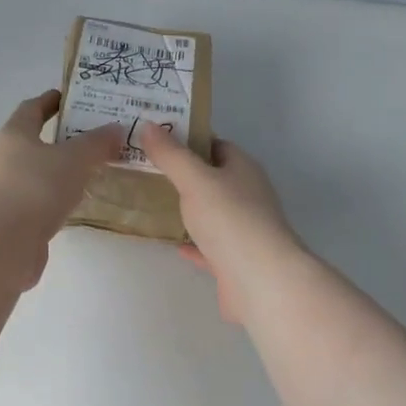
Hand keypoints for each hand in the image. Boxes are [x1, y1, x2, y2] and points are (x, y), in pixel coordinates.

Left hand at [0, 92, 122, 281]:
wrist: (2, 242)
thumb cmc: (36, 186)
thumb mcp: (74, 158)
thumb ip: (97, 143)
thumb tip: (116, 128)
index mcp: (15, 134)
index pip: (31, 108)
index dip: (50, 101)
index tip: (71, 97)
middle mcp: (4, 159)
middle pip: (33, 143)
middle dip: (61, 139)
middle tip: (95, 138)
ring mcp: (6, 192)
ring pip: (38, 175)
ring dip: (60, 173)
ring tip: (93, 172)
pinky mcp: (13, 222)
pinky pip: (40, 203)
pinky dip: (57, 200)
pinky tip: (77, 205)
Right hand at [139, 122, 300, 323]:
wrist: (260, 280)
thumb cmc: (230, 220)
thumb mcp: (195, 180)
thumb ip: (171, 155)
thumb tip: (149, 125)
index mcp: (243, 169)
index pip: (216, 145)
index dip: (188, 140)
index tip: (156, 141)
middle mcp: (247, 195)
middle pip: (213, 179)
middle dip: (183, 175)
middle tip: (145, 171)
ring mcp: (243, 230)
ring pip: (211, 214)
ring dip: (187, 210)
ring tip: (151, 203)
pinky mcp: (235, 260)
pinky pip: (209, 246)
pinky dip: (192, 243)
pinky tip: (173, 243)